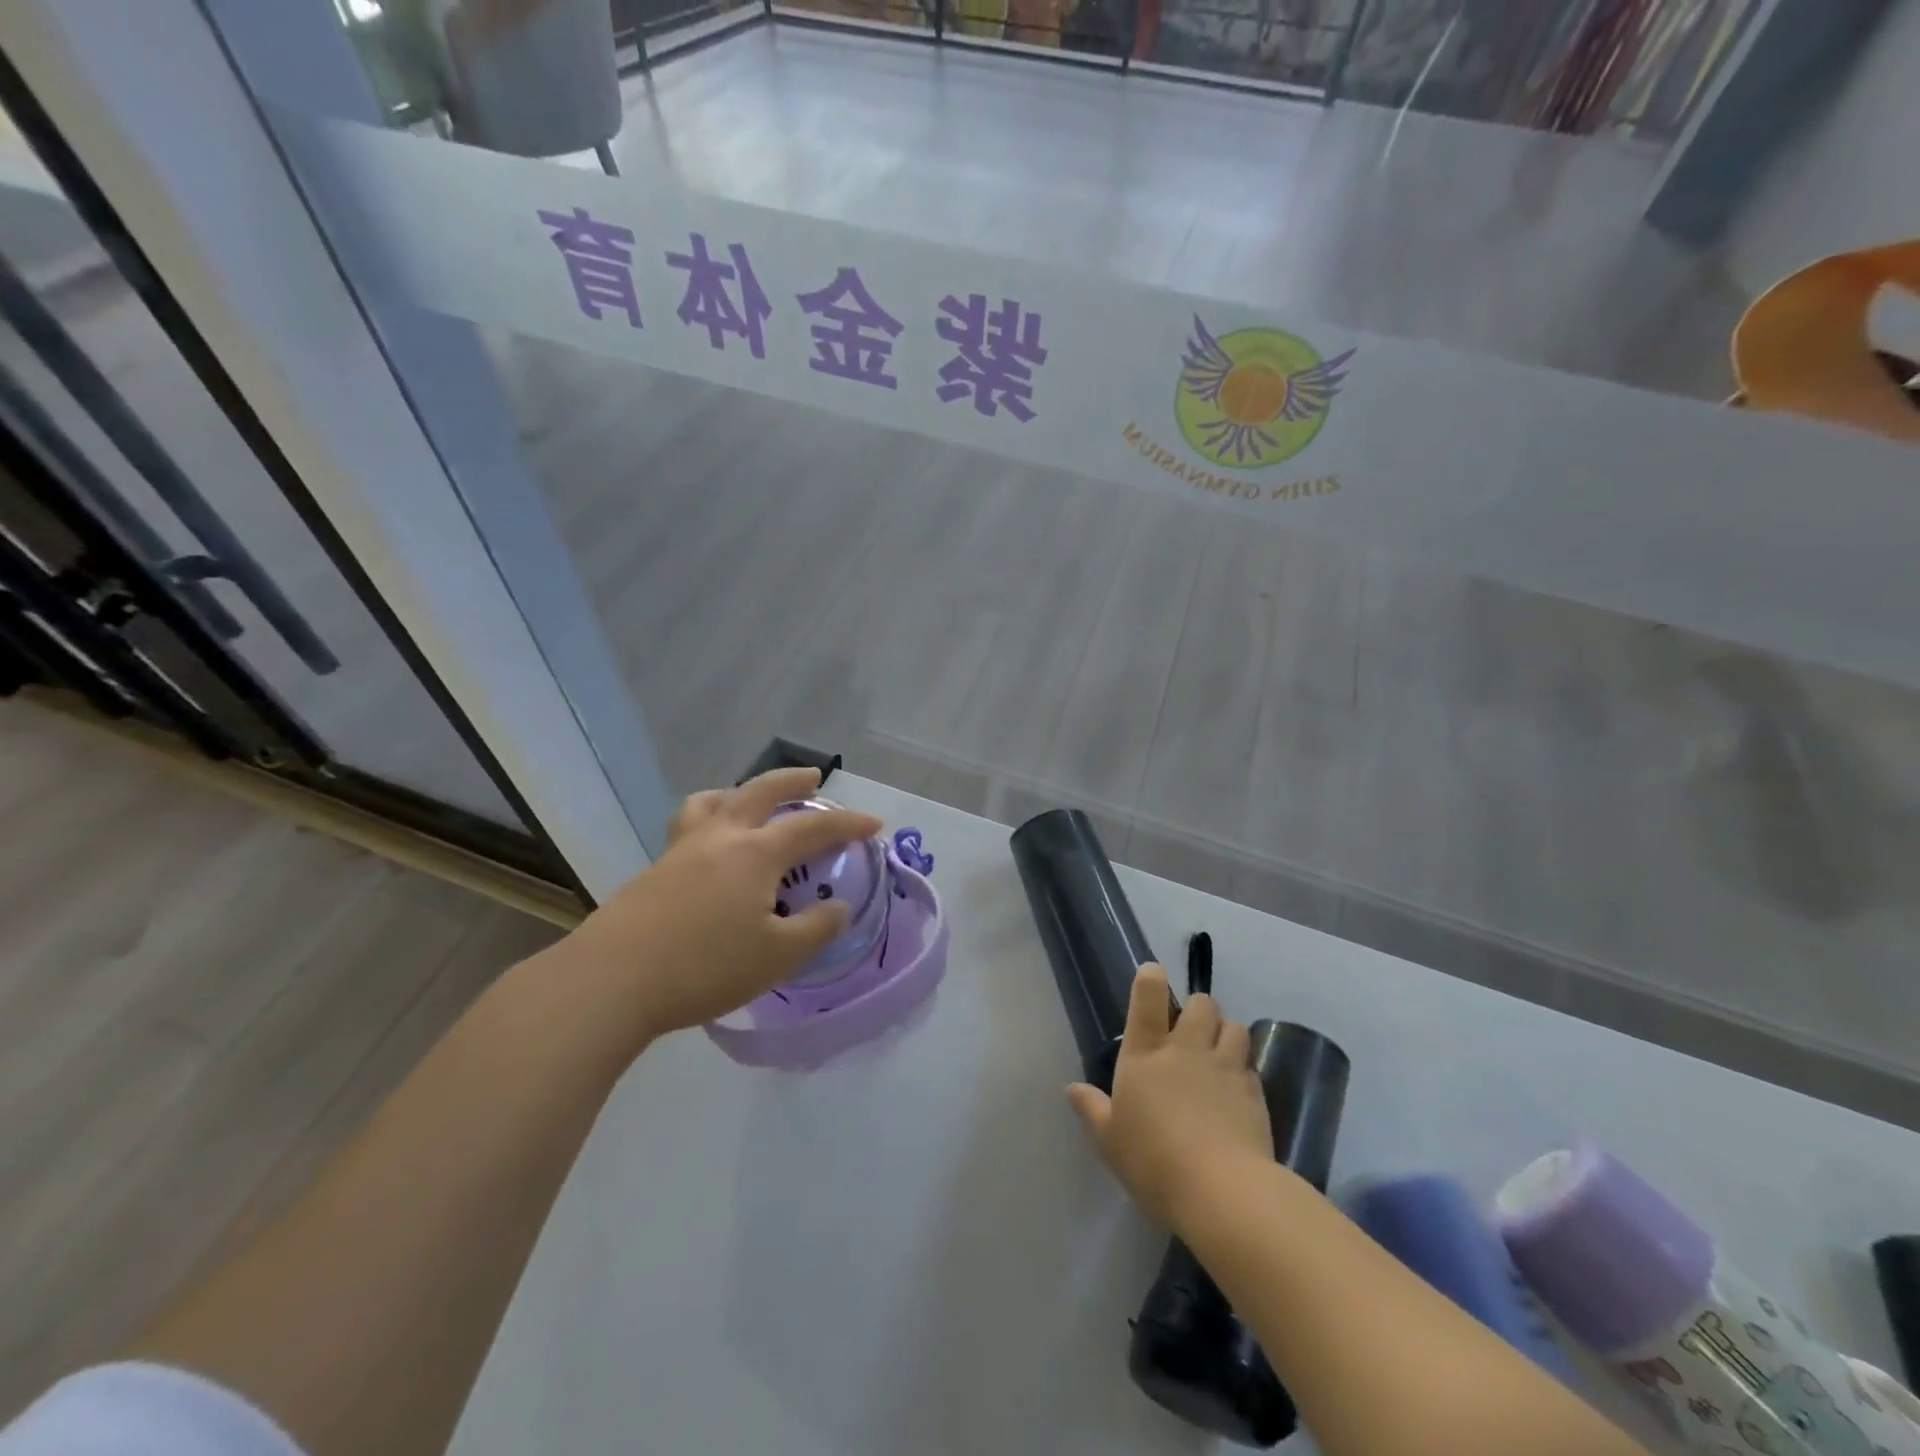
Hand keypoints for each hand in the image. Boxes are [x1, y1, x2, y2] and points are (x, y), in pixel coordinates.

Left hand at [557, 768, 881, 1045]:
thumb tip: (836, 908)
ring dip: (741, 792)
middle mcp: (720, 838)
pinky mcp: (655, 870)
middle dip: (792, 780)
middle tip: (814, 777)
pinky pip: (690, 825)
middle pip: (760, 791)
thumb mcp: (777, 957)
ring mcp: (681, 850)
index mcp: (755, 853)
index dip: (847, 823)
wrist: (611, 981)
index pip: (812, 826)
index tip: (873, 824)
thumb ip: (815, 929)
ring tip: (751, 801)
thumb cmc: (704, 967)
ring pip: (713, 801)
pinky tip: (712, 850)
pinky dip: (712, 819)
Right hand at [1066, 964, 1271, 1229]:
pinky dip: (1243, 1070)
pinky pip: (1251, 1065)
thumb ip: (1092, 1110)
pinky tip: (1237, 1092)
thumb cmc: (1153, 1161)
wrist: (1222, 1192)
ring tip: (1219, 1054)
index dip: (1151, 978)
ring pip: (1235, 1026)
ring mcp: (1225, 1067)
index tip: (1153, 973)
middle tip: (1190, 1031)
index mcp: (1146, 1054)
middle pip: (1202, 1003)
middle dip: (1198, 1009)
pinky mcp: (1255, 1093)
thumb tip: (1072, 1089)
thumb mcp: (1109, 1140)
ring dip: (1226, 1033)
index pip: (1149, 997)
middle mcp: (1187, 1049)